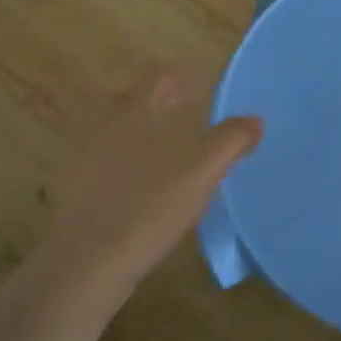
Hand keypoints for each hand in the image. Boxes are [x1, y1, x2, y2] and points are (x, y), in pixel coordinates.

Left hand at [45, 66, 260, 296]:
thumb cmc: (147, 207)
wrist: (87, 264)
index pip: (160, 76)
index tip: (206, 86)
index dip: (184, 76)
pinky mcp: (85, 193)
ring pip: (125, 134)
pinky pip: (115, 164)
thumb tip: (255, 120)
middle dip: (165, 103)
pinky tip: (153, 190)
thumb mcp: (200, 173)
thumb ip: (230, 142)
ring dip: (150, 135)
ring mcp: (92, 161)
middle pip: (138, 101)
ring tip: (179, 153)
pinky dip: (136, 166)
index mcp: (135, 113)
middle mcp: (109, 128)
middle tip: (193, 115)